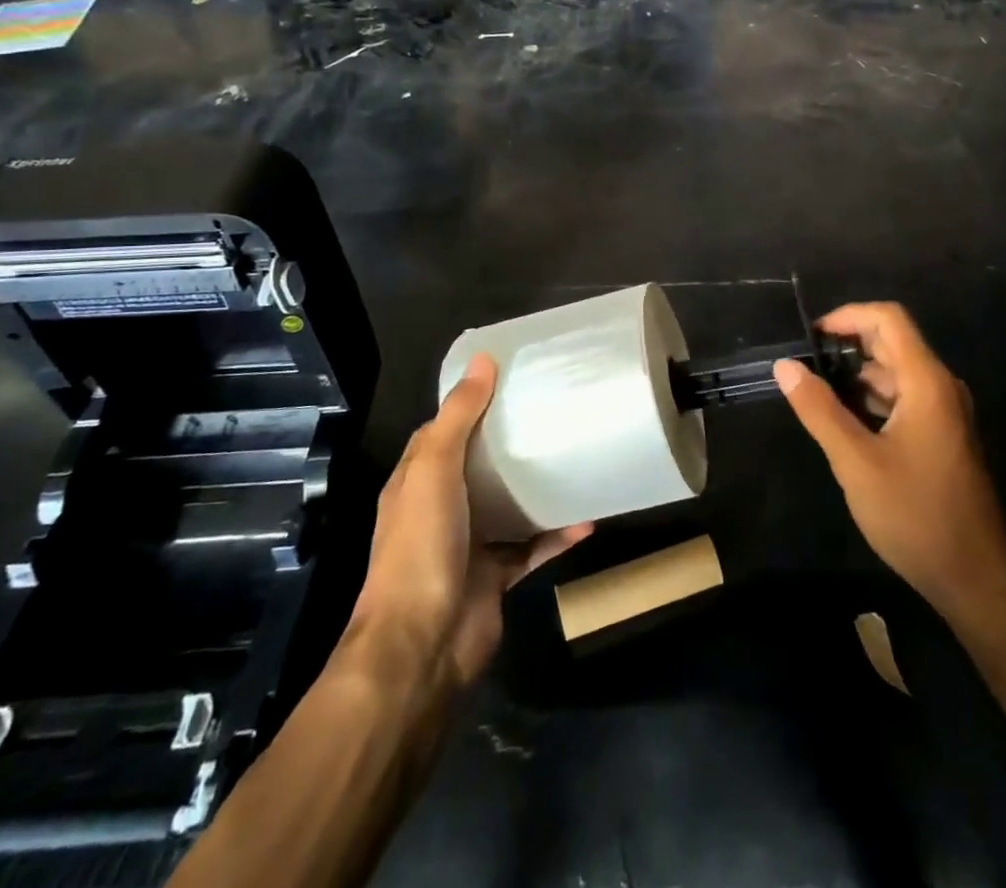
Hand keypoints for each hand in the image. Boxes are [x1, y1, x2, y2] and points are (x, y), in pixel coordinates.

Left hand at [353, 354, 591, 687]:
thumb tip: (483, 359)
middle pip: (480, 466)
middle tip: (554, 413)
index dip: (471, 406)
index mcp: (418, 482)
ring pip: (510, 506)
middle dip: (511, 443)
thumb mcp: (434, 470)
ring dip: (538, 488)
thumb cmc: (421, 546)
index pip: (443, 433)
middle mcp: (441, 509)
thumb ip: (459, 417)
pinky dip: (557, 534)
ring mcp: (470, 544)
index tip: (509, 380)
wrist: (423, 645)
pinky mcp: (497, 576)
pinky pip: (534, 547)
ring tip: (576, 458)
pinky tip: (588, 519)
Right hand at [775, 303, 1005, 629]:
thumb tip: (785, 365)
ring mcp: (944, 413)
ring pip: (896, 373)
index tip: (810, 338)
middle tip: (804, 369)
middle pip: (892, 342)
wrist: (975, 579)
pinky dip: (871, 399)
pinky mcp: (942, 436)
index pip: (889, 319)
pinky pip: (903, 399)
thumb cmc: (915, 515)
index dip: (847, 316)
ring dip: (856, 376)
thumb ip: (819, 409)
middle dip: (847, 347)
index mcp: (927, 382)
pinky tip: (844, 423)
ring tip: (816, 396)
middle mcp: (940, 387)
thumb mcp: (856, 462)